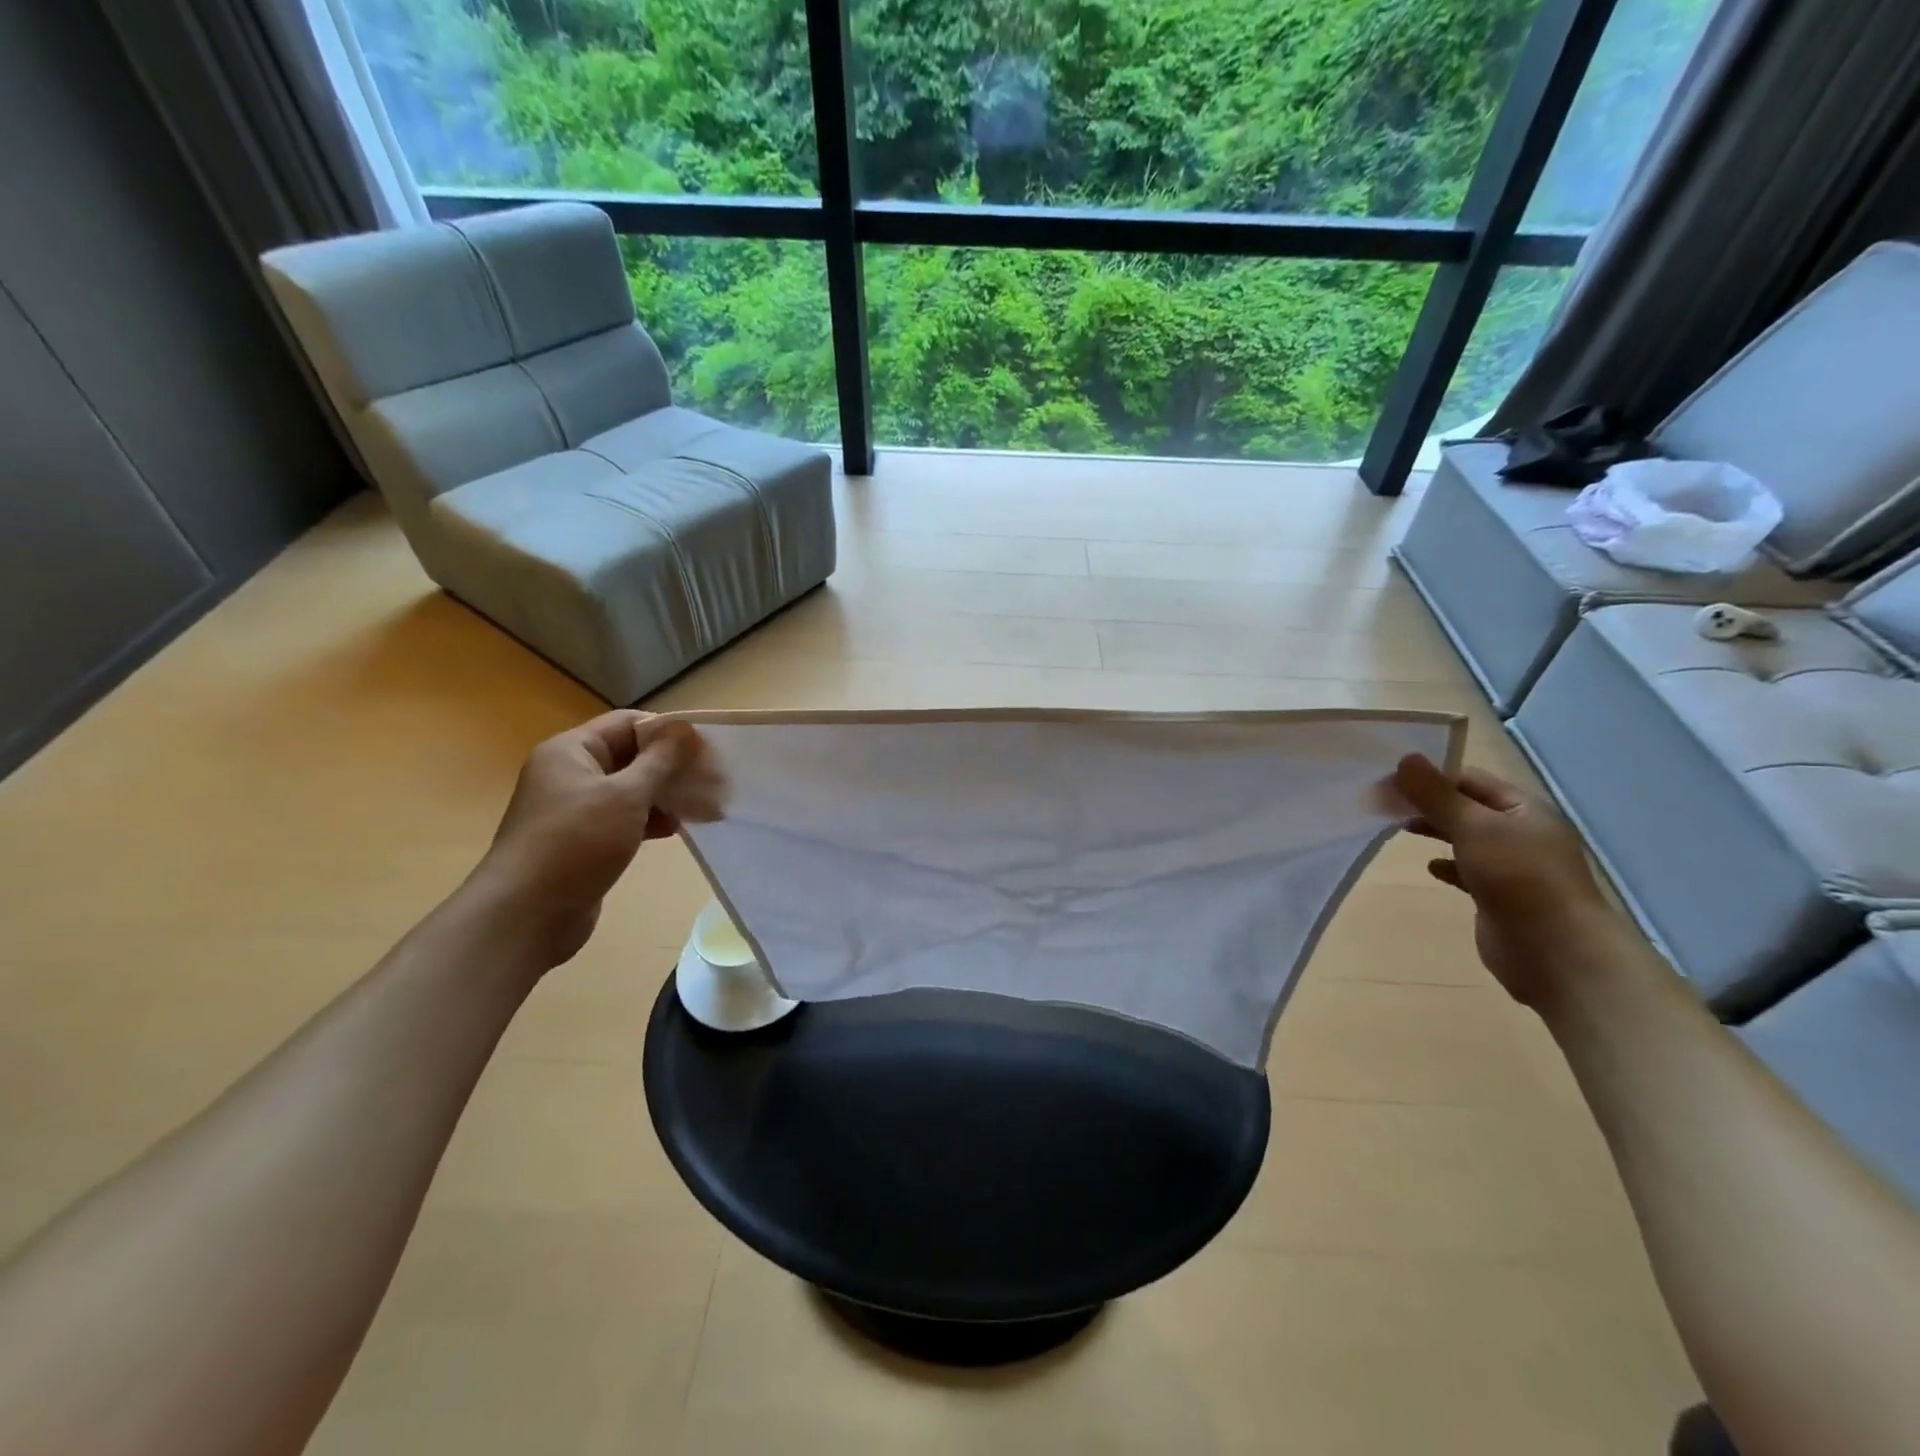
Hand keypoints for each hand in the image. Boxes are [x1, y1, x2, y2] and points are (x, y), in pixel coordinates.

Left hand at [470, 711, 724, 968]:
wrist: (526, 915)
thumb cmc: (576, 843)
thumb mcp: (625, 795)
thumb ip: (660, 760)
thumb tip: (684, 728)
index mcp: (571, 751)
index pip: (628, 724)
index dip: (668, 732)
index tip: (706, 748)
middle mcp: (570, 773)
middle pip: (631, 756)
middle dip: (672, 767)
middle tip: (713, 779)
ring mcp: (575, 808)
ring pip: (630, 789)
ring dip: (665, 795)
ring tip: (704, 806)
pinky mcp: (583, 840)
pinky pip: (623, 818)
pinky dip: (650, 820)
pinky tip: (676, 829)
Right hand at [1393, 755, 1615, 1007]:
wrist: (1555, 951)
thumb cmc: (1518, 878)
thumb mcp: (1473, 827)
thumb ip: (1436, 795)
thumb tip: (1404, 759)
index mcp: (1523, 808)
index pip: (1469, 779)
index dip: (1430, 776)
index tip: (1388, 780)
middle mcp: (1520, 832)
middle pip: (1466, 808)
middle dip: (1428, 804)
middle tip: (1385, 804)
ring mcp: (1512, 866)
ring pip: (1465, 838)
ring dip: (1435, 832)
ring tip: (1399, 829)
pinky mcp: (1500, 895)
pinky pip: (1467, 871)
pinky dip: (1447, 865)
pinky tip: (1429, 867)